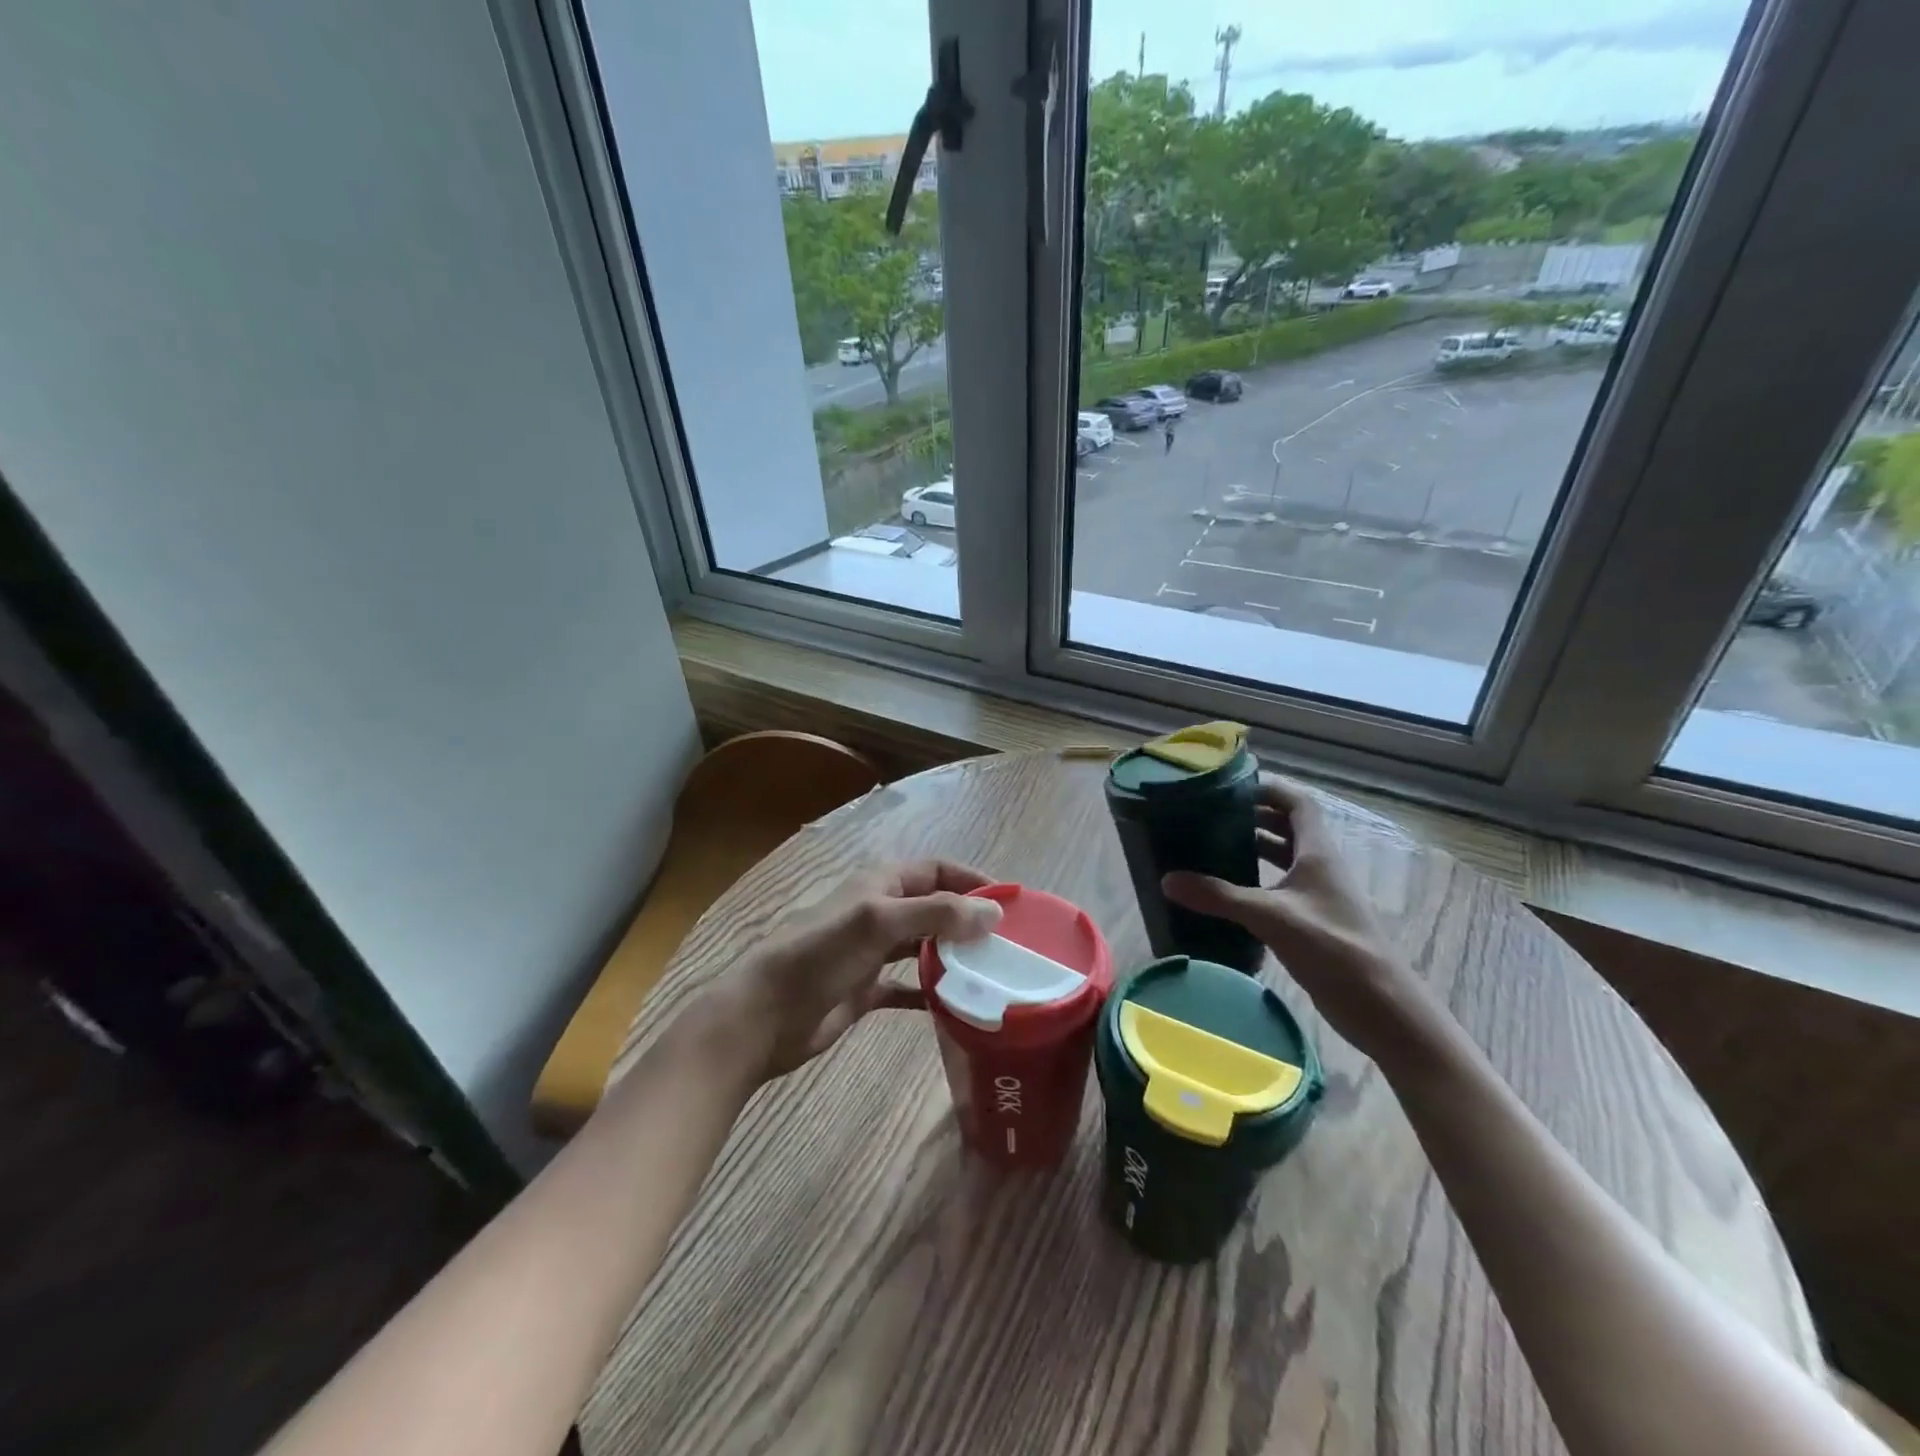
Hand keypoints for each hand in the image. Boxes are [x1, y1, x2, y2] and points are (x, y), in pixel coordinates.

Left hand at [699, 859, 1002, 1083]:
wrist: (764, 1015)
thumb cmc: (819, 955)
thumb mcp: (878, 922)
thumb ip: (935, 914)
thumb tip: (994, 912)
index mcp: (880, 885)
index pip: (937, 870)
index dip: (972, 880)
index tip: (1011, 902)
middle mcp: (880, 912)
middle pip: (934, 908)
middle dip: (968, 921)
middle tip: (1009, 944)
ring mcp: (872, 953)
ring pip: (924, 946)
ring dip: (953, 956)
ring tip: (993, 974)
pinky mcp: (866, 990)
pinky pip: (908, 986)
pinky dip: (931, 993)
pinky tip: (957, 1007)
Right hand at [1162, 775, 1444, 1060]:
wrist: (1380, 1006)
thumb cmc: (1332, 947)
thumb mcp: (1271, 917)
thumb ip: (1219, 897)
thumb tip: (1167, 880)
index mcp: (1318, 852)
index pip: (1298, 803)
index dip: (1268, 789)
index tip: (1230, 788)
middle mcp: (1319, 867)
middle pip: (1288, 828)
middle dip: (1252, 817)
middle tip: (1210, 816)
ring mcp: (1318, 895)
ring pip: (1283, 859)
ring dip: (1253, 849)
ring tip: (1211, 847)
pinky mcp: (1313, 922)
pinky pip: (1279, 888)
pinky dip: (1255, 882)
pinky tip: (1228, 894)